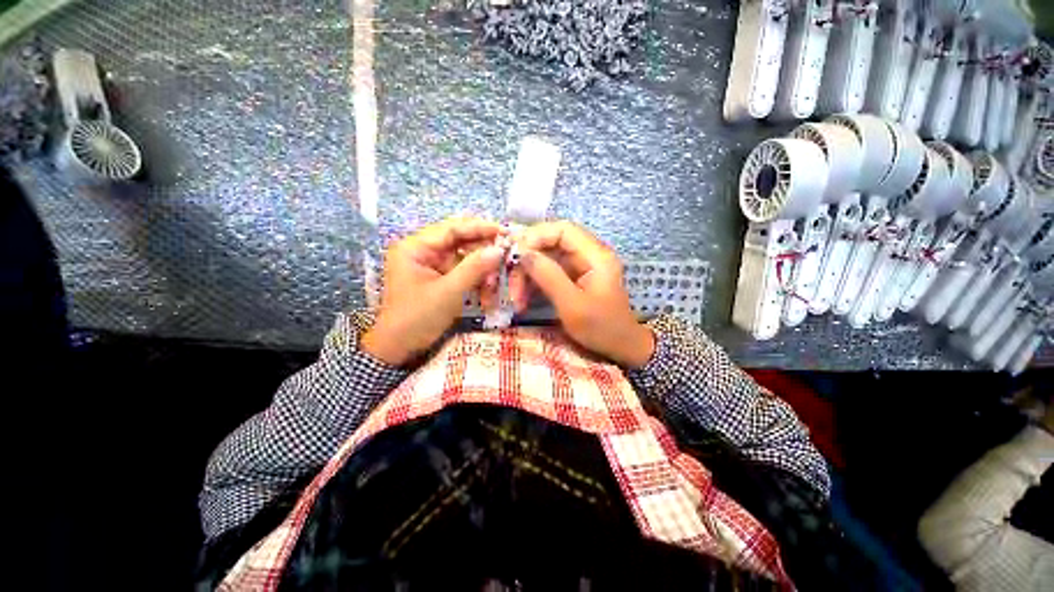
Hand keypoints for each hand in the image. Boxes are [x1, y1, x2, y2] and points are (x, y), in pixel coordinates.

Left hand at [362, 217, 505, 365]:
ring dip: (482, 268)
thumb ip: (474, 269)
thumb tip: (499, 250)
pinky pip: (463, 271)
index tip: (503, 232)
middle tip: (505, 254)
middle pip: (459, 241)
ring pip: (464, 257)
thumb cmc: (418, 318)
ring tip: (496, 281)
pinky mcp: (439, 277)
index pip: (452, 228)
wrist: (400, 348)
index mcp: (415, 247)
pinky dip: (477, 278)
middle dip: (483, 250)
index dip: (480, 228)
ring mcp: (432, 264)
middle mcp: (423, 250)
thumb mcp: (448, 293)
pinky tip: (488, 288)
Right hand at [515, 221, 653, 367]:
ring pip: (546, 258)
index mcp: (596, 256)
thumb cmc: (601, 328)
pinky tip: (523, 299)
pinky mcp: (573, 277)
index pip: (563, 230)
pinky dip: (534, 282)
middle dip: (528, 260)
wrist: (620, 347)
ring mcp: (581, 266)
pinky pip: (548, 271)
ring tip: (516, 297)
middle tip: (512, 283)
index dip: (536, 236)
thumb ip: (549, 276)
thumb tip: (523, 253)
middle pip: (551, 243)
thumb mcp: (572, 305)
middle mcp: (589, 254)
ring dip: (528, 274)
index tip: (515, 255)